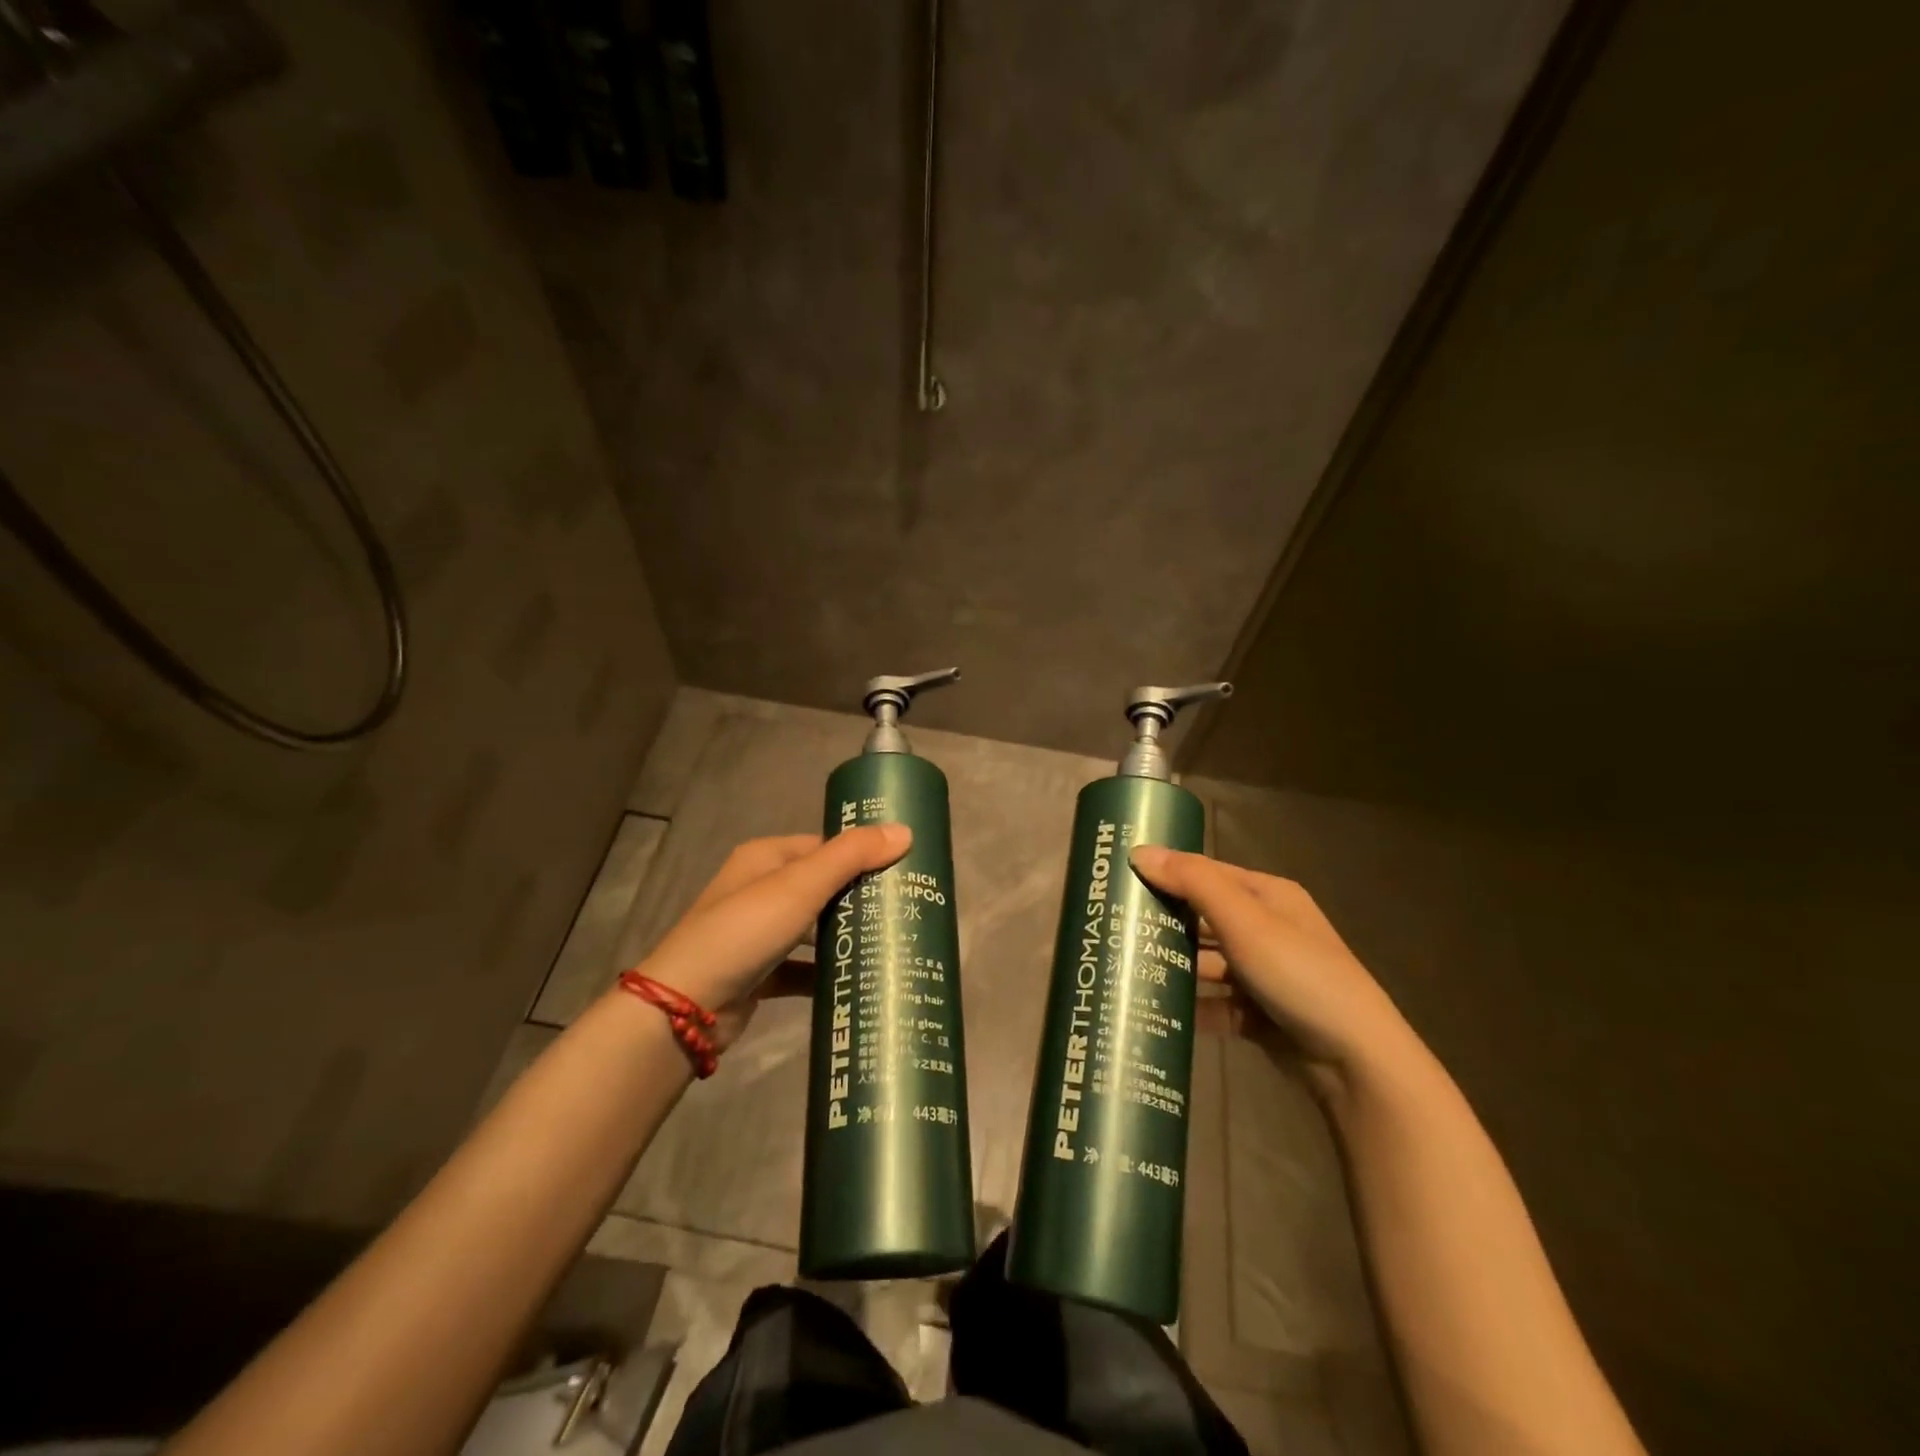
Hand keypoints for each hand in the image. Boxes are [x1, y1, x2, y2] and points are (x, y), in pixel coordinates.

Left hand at [639, 825, 910, 1048]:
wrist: (686, 1006)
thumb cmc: (745, 930)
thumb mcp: (801, 886)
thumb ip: (852, 856)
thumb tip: (905, 831)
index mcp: (765, 858)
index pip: (824, 846)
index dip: (861, 853)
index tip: (903, 868)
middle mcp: (760, 889)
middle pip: (821, 886)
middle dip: (859, 896)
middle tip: (905, 908)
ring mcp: (757, 933)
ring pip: (812, 927)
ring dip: (844, 934)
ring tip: (891, 941)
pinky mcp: (759, 972)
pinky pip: (801, 967)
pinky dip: (825, 971)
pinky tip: (857, 979)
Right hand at [1129, 846, 1413, 1082]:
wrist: (1355, 1063)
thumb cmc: (1299, 974)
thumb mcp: (1245, 921)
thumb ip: (1193, 883)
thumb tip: (1139, 851)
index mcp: (1269, 897)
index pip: (1206, 873)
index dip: (1166, 872)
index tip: (1119, 879)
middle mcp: (1267, 930)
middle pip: (1203, 919)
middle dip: (1163, 923)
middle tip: (1113, 927)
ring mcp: (1264, 975)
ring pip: (1206, 964)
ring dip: (1173, 967)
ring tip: (1124, 970)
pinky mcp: (1260, 1015)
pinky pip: (1215, 1004)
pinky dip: (1190, 1008)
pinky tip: (1156, 1012)